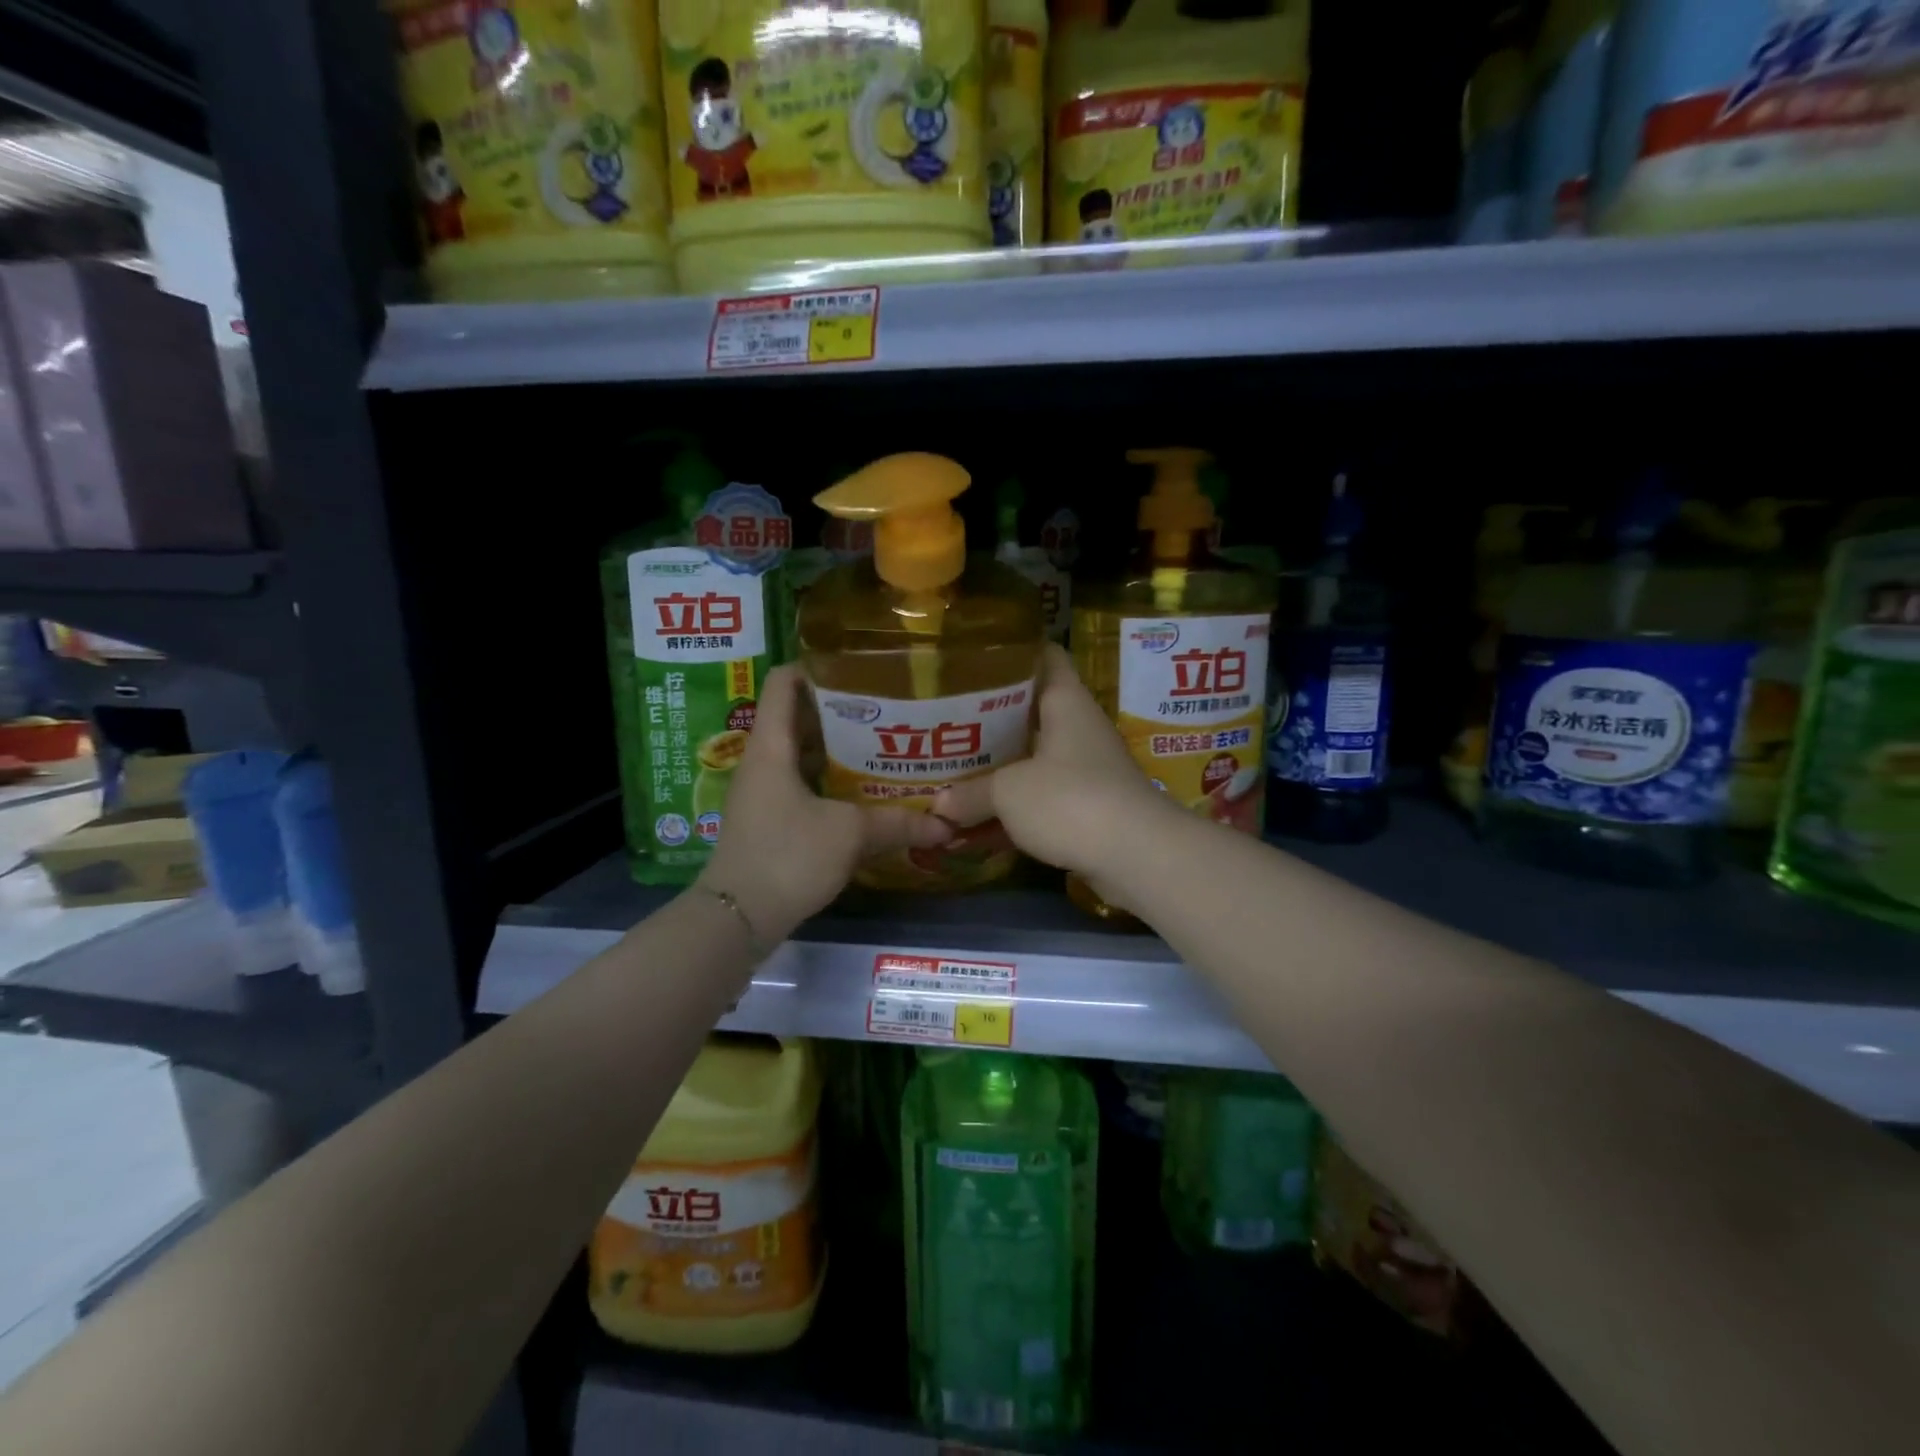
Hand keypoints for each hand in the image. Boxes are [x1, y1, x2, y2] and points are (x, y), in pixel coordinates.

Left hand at [697, 665, 951, 939]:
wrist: (737, 919)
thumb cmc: (786, 857)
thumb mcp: (848, 835)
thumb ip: (898, 823)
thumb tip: (946, 825)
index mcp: (772, 745)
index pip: (783, 681)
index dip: (817, 665)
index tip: (861, 667)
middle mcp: (764, 760)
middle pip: (799, 715)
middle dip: (842, 709)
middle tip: (889, 707)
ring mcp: (764, 791)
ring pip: (804, 753)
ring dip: (839, 748)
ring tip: (885, 744)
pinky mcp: (770, 819)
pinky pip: (804, 783)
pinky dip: (832, 780)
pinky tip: (866, 791)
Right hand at [933, 645, 1174, 890]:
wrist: (1137, 856)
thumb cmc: (1070, 799)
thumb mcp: (1008, 792)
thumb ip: (970, 793)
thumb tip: (940, 803)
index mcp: (1065, 702)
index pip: (1044, 655)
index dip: (1011, 652)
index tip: (972, 658)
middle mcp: (1076, 729)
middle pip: (1028, 713)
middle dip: (987, 721)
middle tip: (945, 722)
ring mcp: (1083, 771)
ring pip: (1029, 762)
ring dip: (995, 773)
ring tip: (949, 775)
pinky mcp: (1084, 809)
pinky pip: (1037, 801)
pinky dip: (1009, 812)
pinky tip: (973, 828)